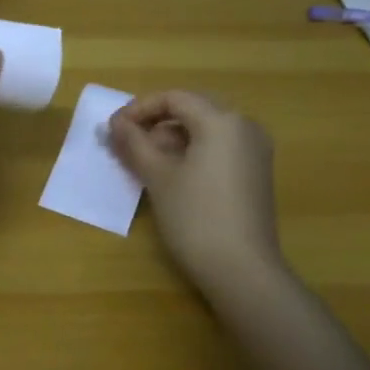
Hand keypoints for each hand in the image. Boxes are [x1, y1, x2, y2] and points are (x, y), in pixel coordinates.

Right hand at [108, 91, 289, 292]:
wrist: (242, 270)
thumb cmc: (195, 217)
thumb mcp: (157, 176)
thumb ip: (134, 143)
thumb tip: (114, 124)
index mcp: (222, 121)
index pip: (174, 98)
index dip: (139, 109)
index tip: (114, 129)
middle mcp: (244, 127)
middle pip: (192, 109)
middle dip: (155, 122)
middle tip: (127, 143)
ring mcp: (254, 151)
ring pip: (205, 129)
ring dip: (172, 138)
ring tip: (144, 161)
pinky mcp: (256, 173)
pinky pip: (219, 147)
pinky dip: (192, 152)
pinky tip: (172, 175)